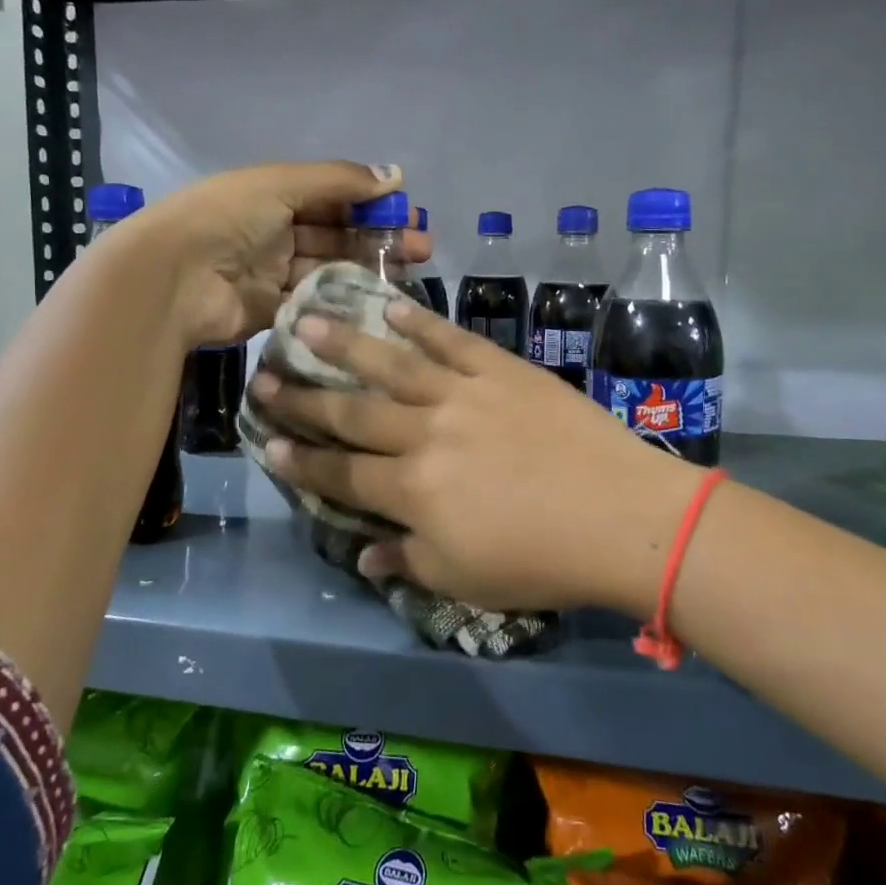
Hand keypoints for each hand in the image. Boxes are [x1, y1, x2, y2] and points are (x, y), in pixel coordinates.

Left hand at [134, 161, 428, 347]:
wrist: (173, 279)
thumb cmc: (226, 218)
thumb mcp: (282, 184)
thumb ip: (339, 180)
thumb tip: (395, 174)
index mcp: (274, 195)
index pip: (333, 196)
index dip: (371, 202)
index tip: (410, 213)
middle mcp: (275, 232)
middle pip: (337, 234)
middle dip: (379, 237)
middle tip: (422, 248)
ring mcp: (273, 273)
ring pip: (331, 269)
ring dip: (368, 268)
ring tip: (410, 272)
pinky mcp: (272, 311)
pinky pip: (314, 303)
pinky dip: (343, 300)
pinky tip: (377, 301)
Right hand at [249, 300, 701, 614]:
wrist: (621, 515)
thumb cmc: (541, 560)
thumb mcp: (465, 579)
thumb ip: (409, 560)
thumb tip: (366, 551)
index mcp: (413, 491)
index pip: (343, 475)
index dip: (303, 461)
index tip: (268, 441)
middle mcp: (425, 434)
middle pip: (353, 414)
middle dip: (304, 398)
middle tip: (264, 376)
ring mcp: (464, 394)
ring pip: (391, 364)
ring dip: (344, 343)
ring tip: (305, 320)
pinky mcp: (502, 370)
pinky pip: (452, 340)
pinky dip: (420, 321)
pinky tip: (390, 305)